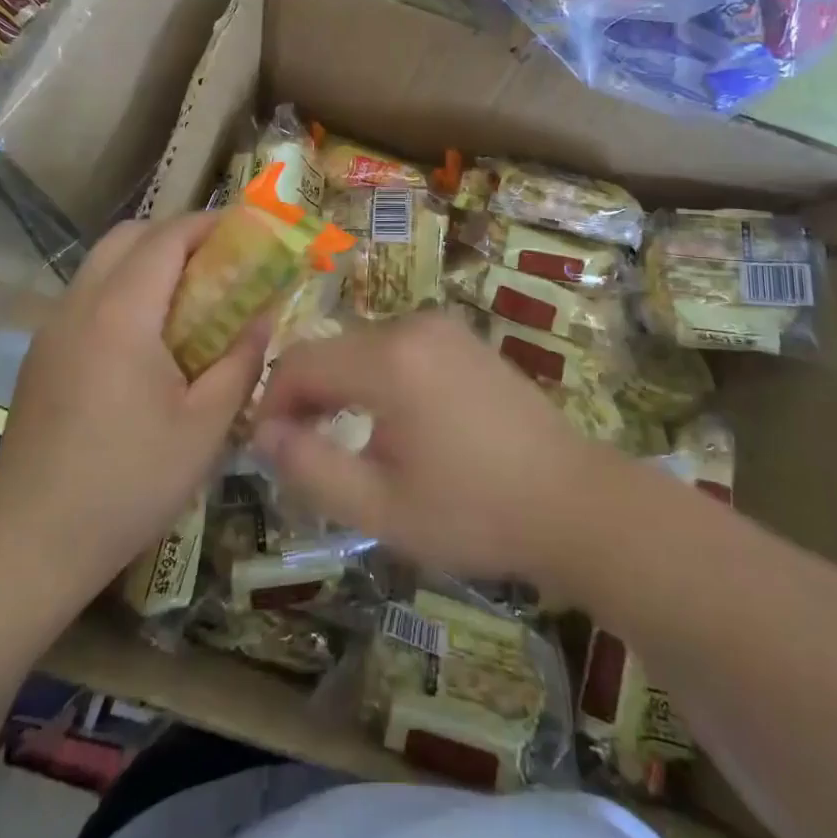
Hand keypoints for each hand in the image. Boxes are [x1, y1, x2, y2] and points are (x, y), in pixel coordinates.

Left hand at [0, 213, 265, 588]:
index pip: (166, 238)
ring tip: (189, 295)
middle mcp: (80, 306)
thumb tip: (264, 316)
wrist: (31, 543)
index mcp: (121, 314)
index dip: (208, 224)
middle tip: (219, 260)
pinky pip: (87, 296)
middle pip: (127, 237)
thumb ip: (241, 360)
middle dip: (176, 234)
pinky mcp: (41, 356)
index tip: (247, 229)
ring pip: (102, 264)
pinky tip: (148, 338)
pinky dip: (123, 289)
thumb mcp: (206, 425)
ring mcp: (53, 329)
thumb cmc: (130, 481)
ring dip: (147, 261)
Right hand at [252, 312, 596, 585]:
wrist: (573, 501)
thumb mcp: (380, 507)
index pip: (300, 361)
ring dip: (341, 387)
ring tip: (345, 442)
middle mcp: (413, 325)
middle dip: (306, 397)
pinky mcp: (463, 338)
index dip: (273, 402)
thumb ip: (310, 467)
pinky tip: (393, 422)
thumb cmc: (473, 512)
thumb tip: (263, 433)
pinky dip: (377, 377)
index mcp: (389, 360)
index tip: (268, 449)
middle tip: (304, 454)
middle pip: (331, 349)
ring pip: (363, 347)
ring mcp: (443, 326)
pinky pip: (398, 347)